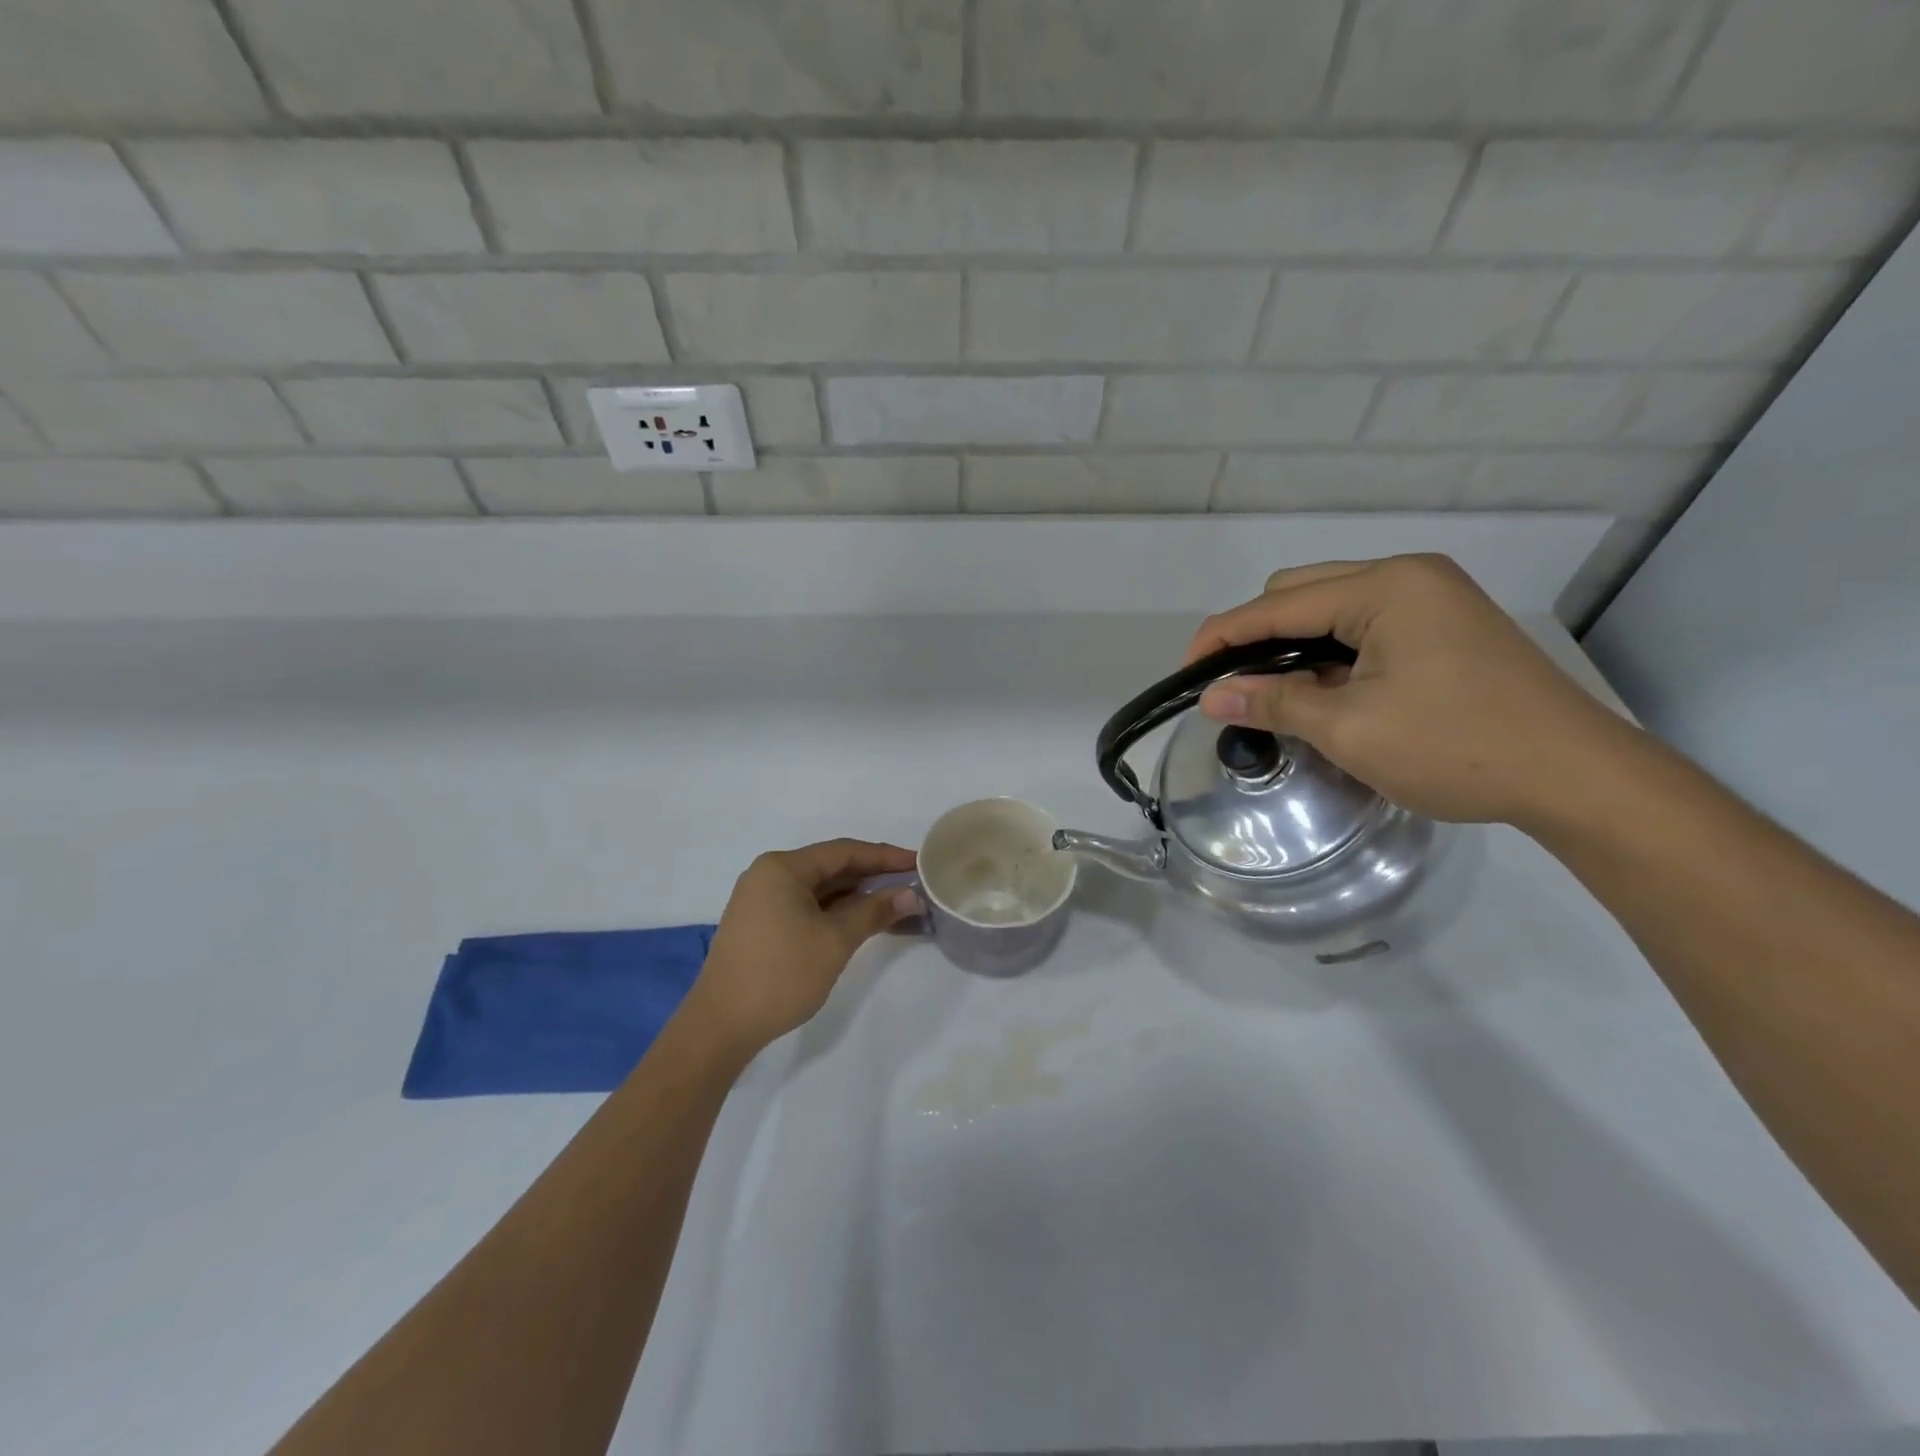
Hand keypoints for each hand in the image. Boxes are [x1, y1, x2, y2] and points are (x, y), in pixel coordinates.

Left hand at [685, 839, 920, 1055]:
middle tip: (912, 881)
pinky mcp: (760, 923)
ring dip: (855, 895)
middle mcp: (769, 874)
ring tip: (895, 901)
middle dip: (872, 875)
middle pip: (831, 866)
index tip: (919, 862)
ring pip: (819, 888)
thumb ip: (874, 912)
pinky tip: (861, 919)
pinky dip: (835, 910)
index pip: (844, 851)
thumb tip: (910, 894)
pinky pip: (806, 905)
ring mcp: (761, 900)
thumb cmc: (780, 975)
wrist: (720, 1026)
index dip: (885, 857)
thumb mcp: (835, 941)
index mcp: (783, 868)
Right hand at [1185, 554, 1634, 827]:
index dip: (1222, 637)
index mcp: (1385, 587)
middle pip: (1301, 592)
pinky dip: (1328, 652)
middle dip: (1255, 636)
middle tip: (1232, 687)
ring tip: (1270, 692)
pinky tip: (1321, 689)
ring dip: (1292, 645)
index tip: (1186, 675)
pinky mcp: (1444, 624)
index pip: (1277, 604)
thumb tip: (1212, 696)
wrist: (1576, 777)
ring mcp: (1431, 597)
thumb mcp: (1350, 729)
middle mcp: (1407, 576)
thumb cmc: (1456, 748)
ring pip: (1331, 608)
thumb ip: (1274, 702)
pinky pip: (1363, 625)